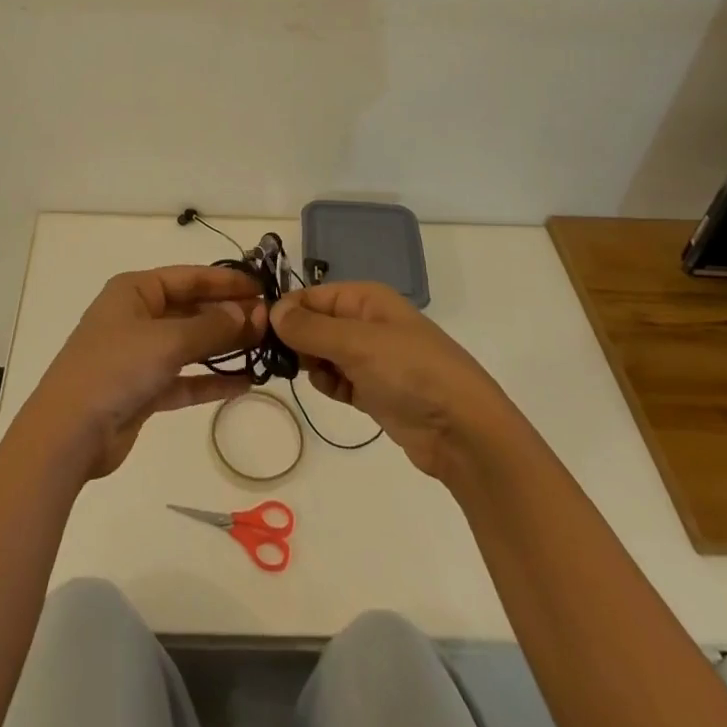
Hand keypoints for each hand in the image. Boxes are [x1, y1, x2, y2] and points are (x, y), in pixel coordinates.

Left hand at [20, 265, 266, 478]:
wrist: (68, 433)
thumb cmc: (116, 368)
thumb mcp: (167, 341)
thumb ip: (211, 327)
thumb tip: (249, 313)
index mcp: (135, 290)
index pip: (189, 277)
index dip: (226, 281)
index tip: (262, 287)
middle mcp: (138, 316)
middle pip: (191, 309)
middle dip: (229, 315)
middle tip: (270, 322)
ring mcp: (139, 354)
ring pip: (190, 344)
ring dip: (224, 347)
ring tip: (264, 348)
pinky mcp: (143, 390)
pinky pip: (184, 378)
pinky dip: (210, 379)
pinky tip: (245, 382)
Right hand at [270, 281, 513, 482]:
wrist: (464, 431)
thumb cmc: (411, 372)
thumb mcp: (356, 343)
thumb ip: (310, 328)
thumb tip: (273, 310)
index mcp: (366, 299)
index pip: (313, 295)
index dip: (288, 310)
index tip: (262, 332)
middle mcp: (367, 322)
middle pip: (316, 323)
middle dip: (298, 340)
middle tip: (283, 360)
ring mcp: (373, 358)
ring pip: (324, 353)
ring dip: (313, 365)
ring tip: (313, 377)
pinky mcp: (376, 391)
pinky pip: (339, 380)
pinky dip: (331, 385)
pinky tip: (336, 393)